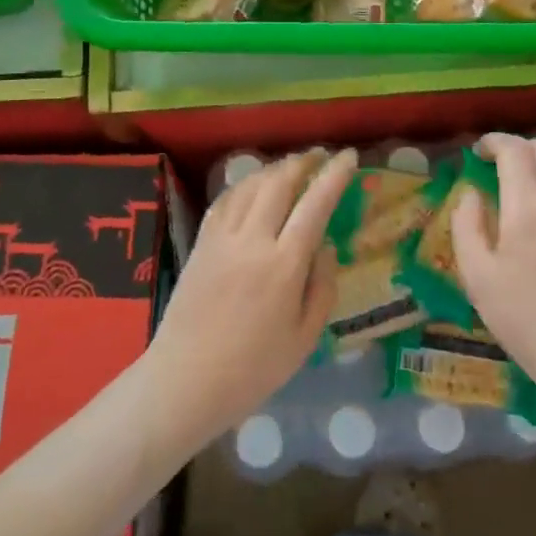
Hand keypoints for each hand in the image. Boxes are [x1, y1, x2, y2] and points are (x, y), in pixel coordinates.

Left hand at [144, 147, 355, 443]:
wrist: (186, 380)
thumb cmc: (253, 369)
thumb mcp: (304, 338)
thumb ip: (322, 286)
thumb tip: (325, 246)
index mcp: (283, 265)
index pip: (314, 205)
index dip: (334, 176)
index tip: (349, 156)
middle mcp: (252, 240)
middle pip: (279, 183)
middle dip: (302, 161)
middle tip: (320, 155)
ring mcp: (222, 238)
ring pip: (250, 185)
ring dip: (274, 169)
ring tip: (291, 166)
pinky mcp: (201, 243)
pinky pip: (225, 200)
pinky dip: (244, 185)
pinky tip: (253, 187)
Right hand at [453, 133, 535, 392]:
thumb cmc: (525, 318)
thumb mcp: (477, 276)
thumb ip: (467, 226)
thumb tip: (471, 194)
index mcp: (528, 207)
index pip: (515, 151)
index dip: (494, 142)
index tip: (479, 152)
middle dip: (521, 147)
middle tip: (501, 164)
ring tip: (530, 179)